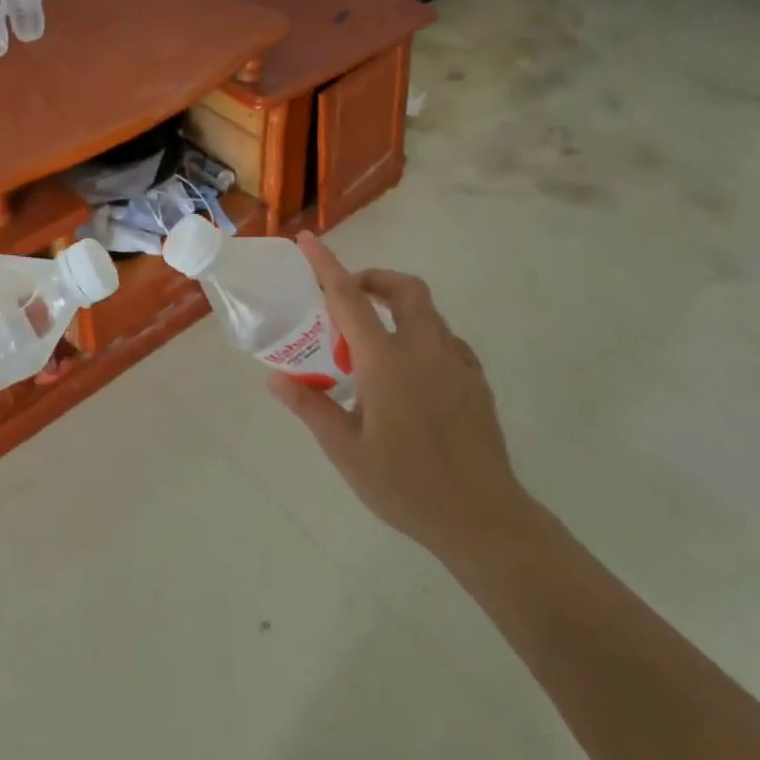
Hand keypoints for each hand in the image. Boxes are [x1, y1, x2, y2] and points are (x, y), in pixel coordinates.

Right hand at [265, 233, 530, 563]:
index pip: (350, 298)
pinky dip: (424, 337)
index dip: (326, 265)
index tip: (308, 240)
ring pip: (430, 314)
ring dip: (400, 308)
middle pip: (406, 290)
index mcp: (386, 362)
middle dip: (376, 279)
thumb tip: (276, 378)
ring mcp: (457, 365)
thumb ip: (310, 407)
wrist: (483, 520)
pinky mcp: (477, 384)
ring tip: (374, 341)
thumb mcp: (345, 451)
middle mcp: (425, 351)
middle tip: (349, 295)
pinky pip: (449, 342)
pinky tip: (412, 372)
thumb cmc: (406, 484)